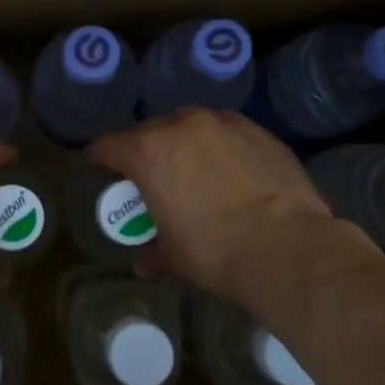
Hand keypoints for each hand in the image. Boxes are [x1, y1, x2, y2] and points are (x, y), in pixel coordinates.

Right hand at [87, 110, 378, 306]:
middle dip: (143, 148)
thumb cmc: (215, 252)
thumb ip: (152, 252)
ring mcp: (223, 124)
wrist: (288, 248)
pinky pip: (226, 130)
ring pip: (190, 123)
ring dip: (182, 140)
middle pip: (149, 129)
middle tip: (148, 173)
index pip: (108, 145)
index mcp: (148, 153)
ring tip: (191, 165)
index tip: (97, 166)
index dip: (98, 157)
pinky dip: (219, 144)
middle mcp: (182, 127)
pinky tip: (229, 167)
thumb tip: (143, 261)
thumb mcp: (173, 257)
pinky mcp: (258, 131)